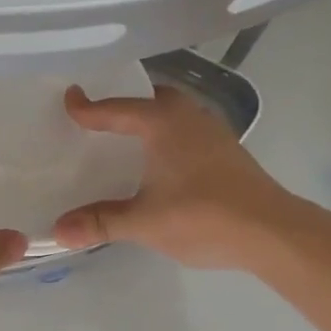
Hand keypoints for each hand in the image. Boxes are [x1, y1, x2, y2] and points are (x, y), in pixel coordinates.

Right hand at [52, 85, 300, 270]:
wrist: (272, 231)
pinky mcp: (228, 151)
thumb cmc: (203, 216)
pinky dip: (169, 136)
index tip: (69, 99)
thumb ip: (101, 222)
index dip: (88, 107)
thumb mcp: (144, 222)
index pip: (116, 108)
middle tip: (102, 118)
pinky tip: (164, 161)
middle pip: (151, 99)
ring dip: (151, 120)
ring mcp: (213, 131)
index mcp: (162, 123)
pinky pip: (188, 130)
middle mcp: (188, 116)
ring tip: (129, 138)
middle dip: (126, 104)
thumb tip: (58, 231)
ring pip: (174, 113)